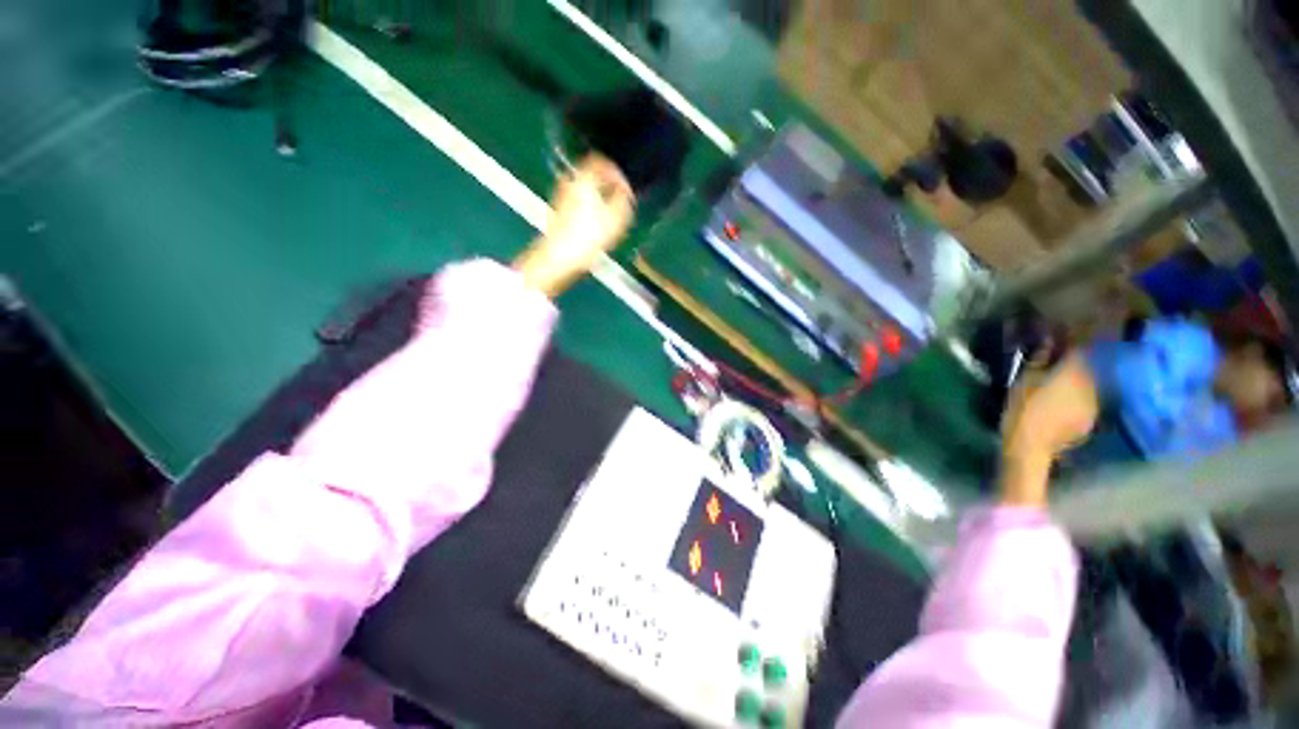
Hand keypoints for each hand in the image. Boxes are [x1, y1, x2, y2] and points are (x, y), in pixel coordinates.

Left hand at [513, 154, 634, 296]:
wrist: (558, 257)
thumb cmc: (588, 237)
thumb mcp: (615, 219)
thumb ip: (623, 200)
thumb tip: (625, 192)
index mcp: (584, 179)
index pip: (600, 162)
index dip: (616, 173)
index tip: (625, 187)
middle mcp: (569, 183)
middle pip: (591, 176)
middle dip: (607, 186)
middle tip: (619, 200)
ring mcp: (561, 198)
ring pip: (584, 191)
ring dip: (598, 199)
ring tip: (610, 216)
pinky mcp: (558, 214)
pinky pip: (578, 204)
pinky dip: (589, 209)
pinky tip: (596, 227)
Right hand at [999, 352, 1098, 505]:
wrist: (1032, 446)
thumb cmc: (1023, 409)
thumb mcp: (1024, 380)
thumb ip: (1039, 359)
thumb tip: (1048, 341)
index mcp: (1074, 370)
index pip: (1080, 347)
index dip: (1072, 339)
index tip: (1062, 335)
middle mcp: (1092, 383)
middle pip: (1086, 365)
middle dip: (1074, 361)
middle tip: (1057, 360)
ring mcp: (1094, 402)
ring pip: (1087, 383)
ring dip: (1076, 380)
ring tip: (1059, 383)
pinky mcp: (1091, 418)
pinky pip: (1086, 400)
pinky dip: (1076, 397)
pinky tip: (1062, 403)